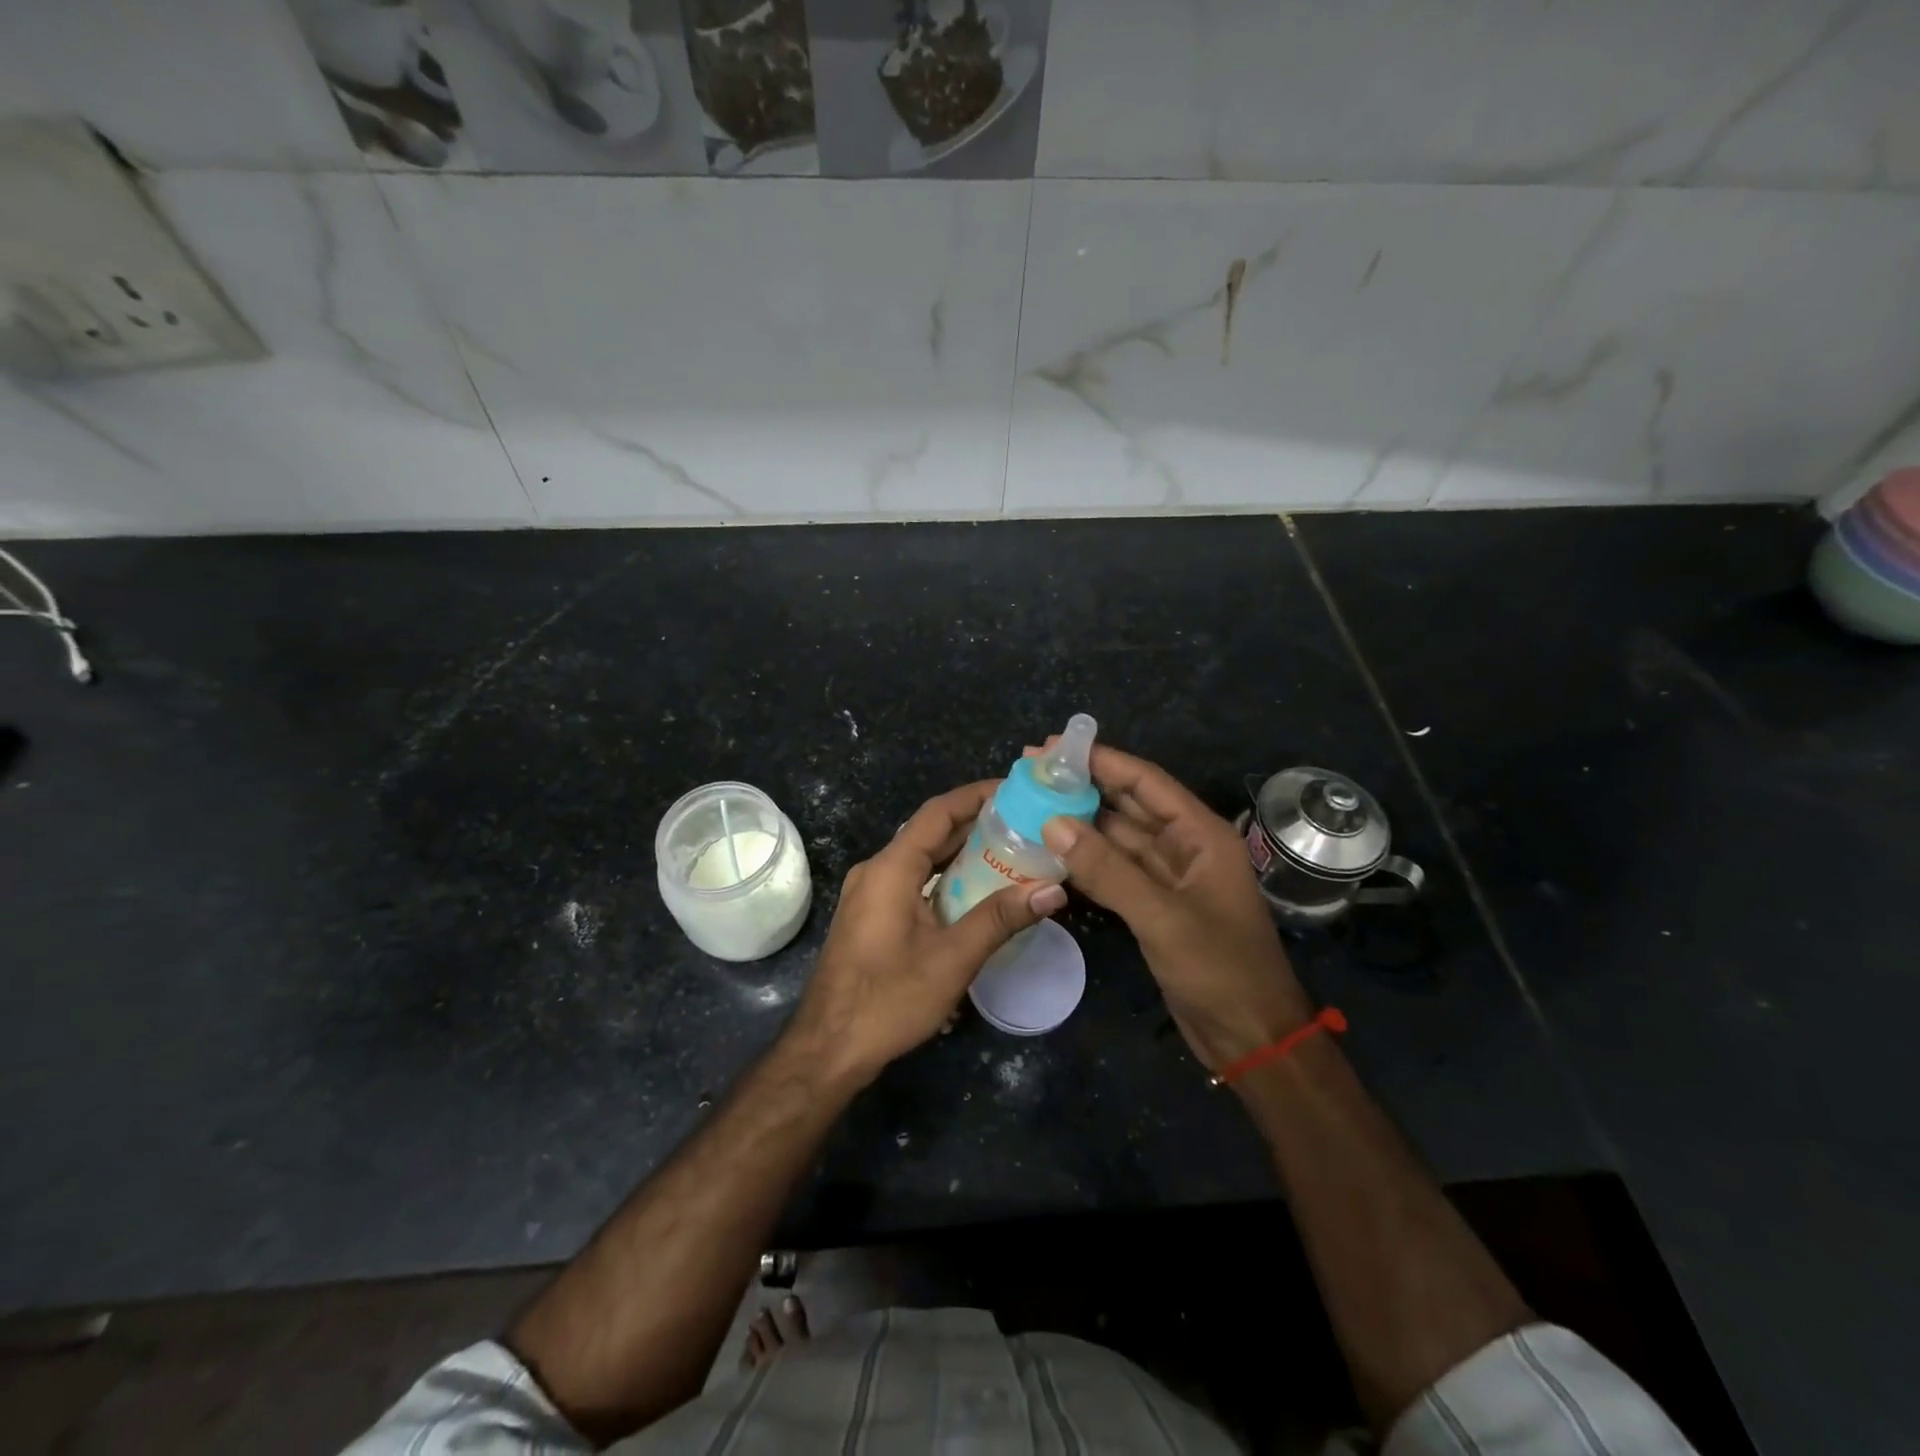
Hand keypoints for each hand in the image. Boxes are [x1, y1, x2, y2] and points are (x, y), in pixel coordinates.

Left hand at [786, 780, 1066, 1086]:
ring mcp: (870, 893)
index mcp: (891, 868)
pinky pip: (913, 880)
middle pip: (930, 832)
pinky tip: (977, 890)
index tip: (1015, 789)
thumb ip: (1001, 919)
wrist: (828, 1048)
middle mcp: (876, 870)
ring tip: (1011, 849)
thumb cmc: (888, 1000)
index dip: (976, 795)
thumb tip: (1053, 890)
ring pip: (922, 858)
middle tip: (1025, 821)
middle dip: (976, 823)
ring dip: (961, 851)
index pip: (938, 813)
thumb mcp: (952, 959)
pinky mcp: (871, 915)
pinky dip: (945, 876)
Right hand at [1037, 744, 1311, 1072]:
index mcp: (1201, 835)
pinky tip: (1051, 852)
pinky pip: (1116, 871)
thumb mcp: (1162, 916)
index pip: (1145, 782)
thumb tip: (1052, 822)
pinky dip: (1087, 860)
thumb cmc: (1219, 969)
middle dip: (1084, 787)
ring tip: (1032, 806)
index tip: (1052, 748)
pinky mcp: (1156, 905)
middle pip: (1129, 805)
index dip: (1101, 760)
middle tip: (1031, 774)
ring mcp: (1170, 877)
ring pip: (1119, 838)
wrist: (1251, 1037)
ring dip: (1081, 824)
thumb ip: (1107, 869)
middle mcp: (1185, 847)